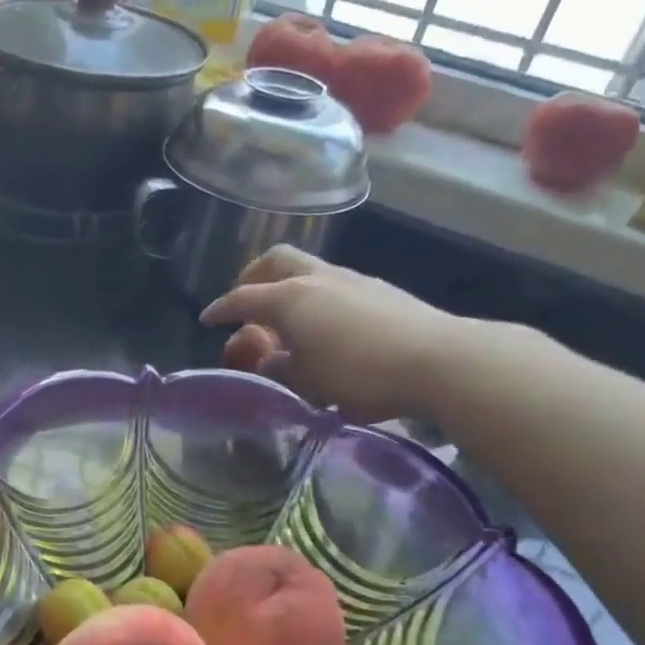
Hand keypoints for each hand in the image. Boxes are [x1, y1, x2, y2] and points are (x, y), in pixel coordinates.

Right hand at [201, 246, 468, 423]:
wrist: (438, 360)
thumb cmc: (360, 375)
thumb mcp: (309, 383)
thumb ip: (281, 369)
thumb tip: (269, 361)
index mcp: (290, 300)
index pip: (243, 298)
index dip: (221, 309)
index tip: (207, 319)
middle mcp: (317, 279)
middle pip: (275, 261)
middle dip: (253, 277)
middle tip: (246, 303)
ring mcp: (351, 279)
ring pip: (307, 269)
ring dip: (287, 287)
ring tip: (286, 320)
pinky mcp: (379, 289)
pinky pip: (332, 283)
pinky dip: (315, 297)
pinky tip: (324, 326)